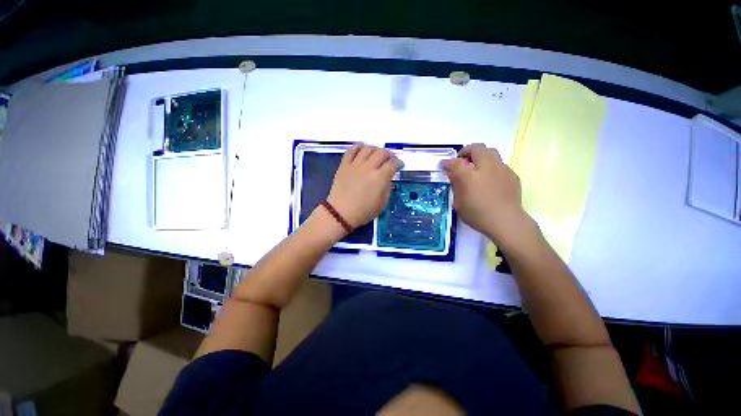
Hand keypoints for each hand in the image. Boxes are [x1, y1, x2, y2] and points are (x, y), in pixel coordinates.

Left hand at [327, 145, 403, 228]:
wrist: (341, 213)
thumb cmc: (364, 211)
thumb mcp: (382, 204)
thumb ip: (388, 188)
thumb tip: (388, 178)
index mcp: (379, 178)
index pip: (393, 164)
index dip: (399, 162)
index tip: (400, 165)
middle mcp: (368, 168)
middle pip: (381, 153)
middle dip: (389, 154)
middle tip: (390, 158)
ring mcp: (355, 165)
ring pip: (367, 149)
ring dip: (375, 148)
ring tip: (377, 152)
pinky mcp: (344, 165)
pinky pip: (351, 151)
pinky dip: (358, 147)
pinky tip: (362, 148)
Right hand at [441, 144, 527, 240]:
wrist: (506, 222)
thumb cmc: (477, 214)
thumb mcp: (459, 202)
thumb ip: (456, 184)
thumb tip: (453, 172)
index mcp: (469, 174)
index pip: (455, 162)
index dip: (448, 162)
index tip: (444, 165)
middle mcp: (486, 166)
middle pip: (477, 148)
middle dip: (467, 152)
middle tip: (462, 161)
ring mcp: (502, 169)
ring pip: (491, 153)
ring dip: (481, 157)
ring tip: (477, 169)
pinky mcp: (512, 175)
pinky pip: (499, 165)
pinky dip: (491, 167)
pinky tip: (490, 181)